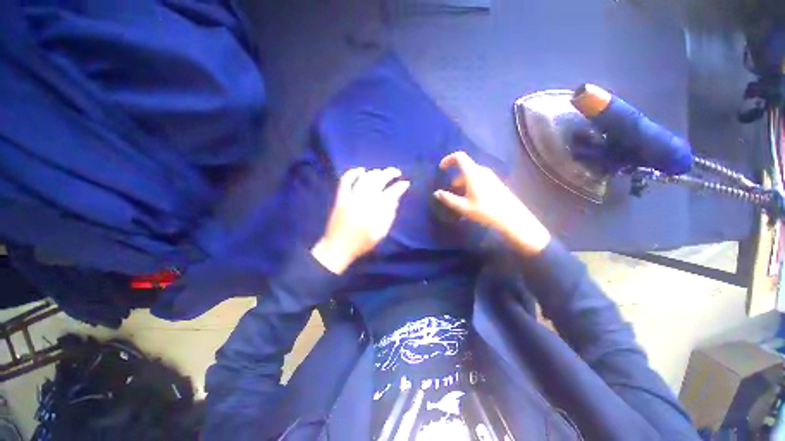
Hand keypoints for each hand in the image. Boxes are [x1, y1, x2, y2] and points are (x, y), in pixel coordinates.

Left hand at [311, 167, 409, 273]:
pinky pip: (345, 181)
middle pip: (379, 181)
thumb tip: (395, 200)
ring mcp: (351, 198)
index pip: (392, 193)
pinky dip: (352, 173)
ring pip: (365, 179)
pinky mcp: (341, 198)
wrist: (339, 247)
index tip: (405, 183)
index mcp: (377, 210)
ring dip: (375, 172)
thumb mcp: (381, 232)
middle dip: (389, 173)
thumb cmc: (362, 242)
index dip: (400, 186)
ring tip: (381, 172)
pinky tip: (360, 170)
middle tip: (395, 172)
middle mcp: (365, 200)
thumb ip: (389, 215)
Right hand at [434, 151, 550, 254]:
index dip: (448, 159)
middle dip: (455, 177)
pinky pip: (479, 179)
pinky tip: (472, 200)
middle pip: (465, 168)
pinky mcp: (496, 183)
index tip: (441, 169)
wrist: (512, 218)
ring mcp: (491, 176)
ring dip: (463, 183)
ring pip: (472, 175)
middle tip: (451, 191)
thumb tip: (437, 193)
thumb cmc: (485, 211)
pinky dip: (471, 185)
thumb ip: (449, 199)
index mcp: (473, 173)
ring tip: (461, 199)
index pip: (459, 157)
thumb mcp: (464, 207)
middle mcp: (482, 171)